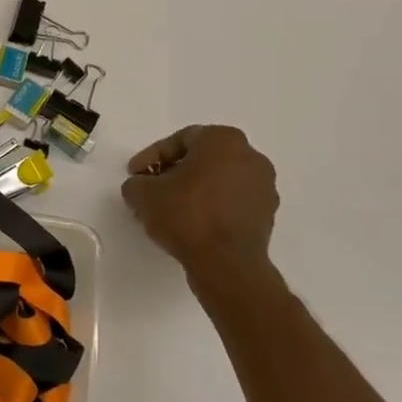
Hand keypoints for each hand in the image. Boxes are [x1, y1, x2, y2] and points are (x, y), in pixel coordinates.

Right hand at [121, 125, 279, 285]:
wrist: (225, 262)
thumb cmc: (186, 214)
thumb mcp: (143, 194)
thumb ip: (136, 183)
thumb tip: (140, 186)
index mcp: (223, 140)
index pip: (180, 140)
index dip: (151, 157)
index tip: (135, 174)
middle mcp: (250, 156)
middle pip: (202, 159)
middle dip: (174, 173)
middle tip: (151, 189)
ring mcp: (264, 186)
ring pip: (218, 181)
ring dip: (193, 191)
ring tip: (168, 211)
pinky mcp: (267, 214)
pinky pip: (231, 202)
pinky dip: (211, 207)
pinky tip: (191, 224)